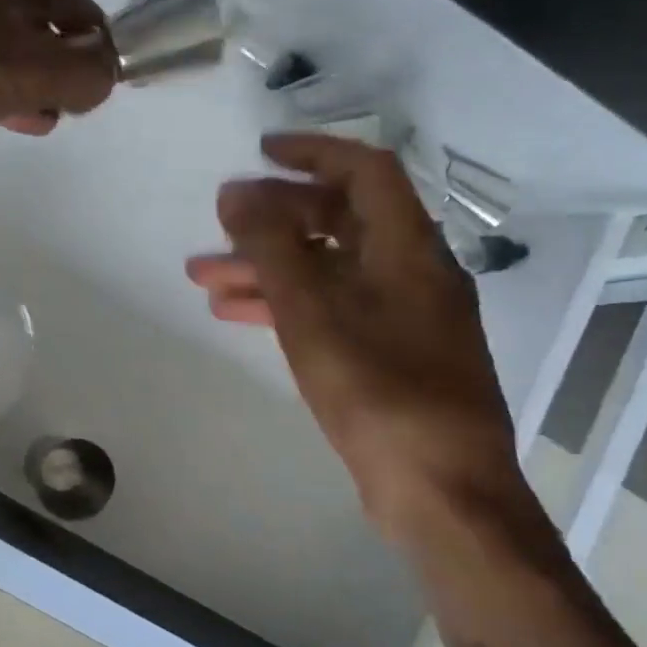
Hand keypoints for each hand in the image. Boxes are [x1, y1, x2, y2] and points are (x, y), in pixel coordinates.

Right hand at [185, 133, 526, 543]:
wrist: (441, 493)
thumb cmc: (380, 393)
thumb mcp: (315, 313)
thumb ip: (273, 248)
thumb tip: (236, 192)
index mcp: (408, 249)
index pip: (364, 172)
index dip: (312, 153)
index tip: (259, 153)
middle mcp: (411, 273)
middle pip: (338, 222)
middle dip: (273, 221)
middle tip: (219, 225)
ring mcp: (401, 318)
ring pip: (326, 271)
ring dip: (268, 268)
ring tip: (204, 277)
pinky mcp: (388, 357)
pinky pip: (331, 311)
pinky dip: (286, 307)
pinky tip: (236, 314)